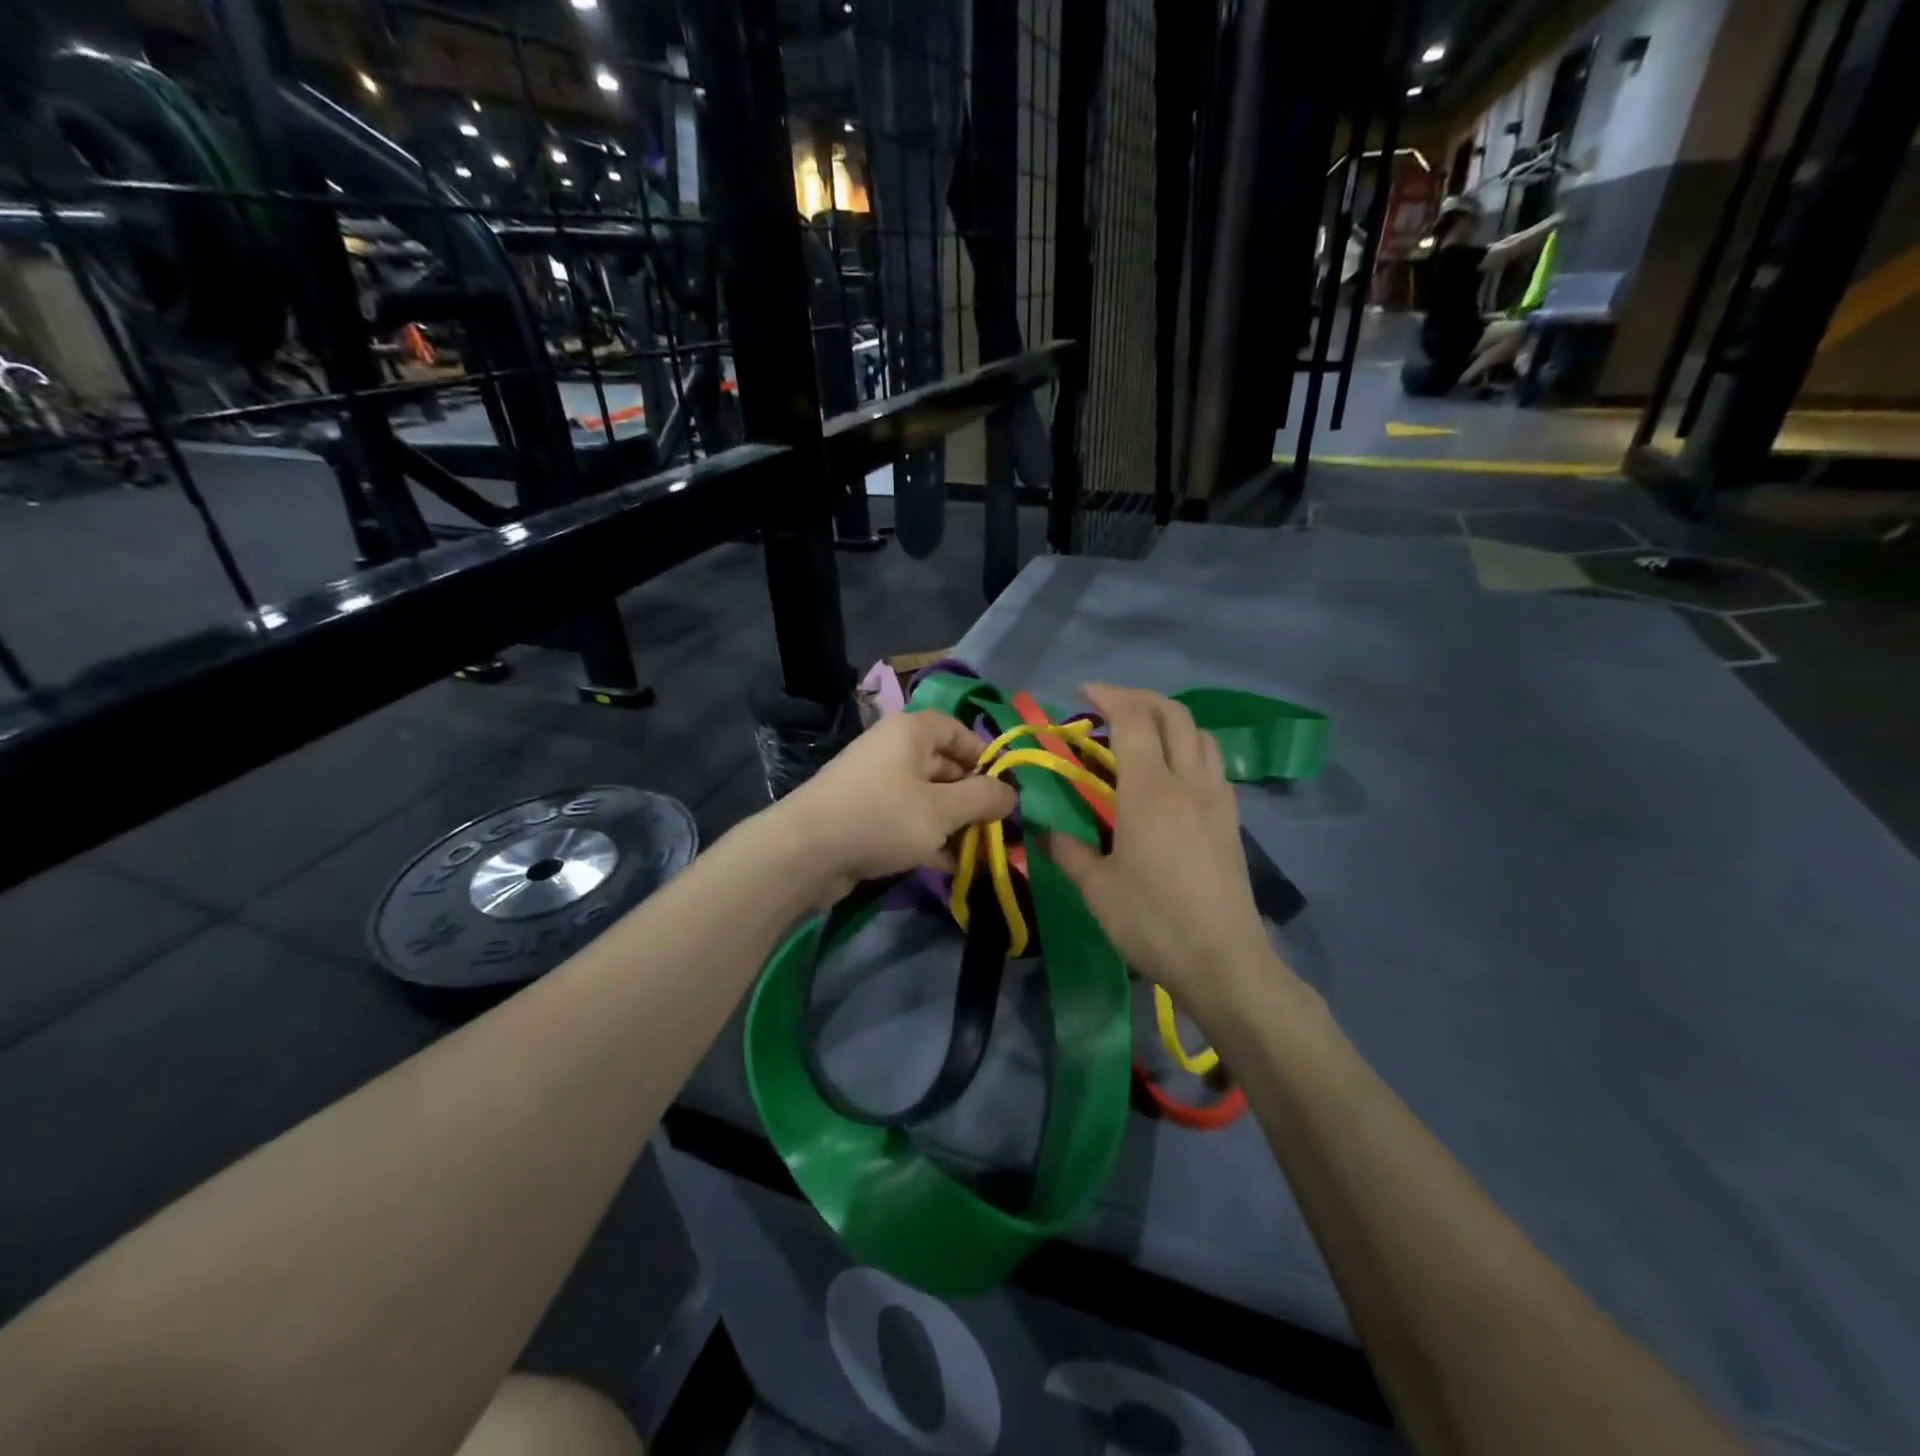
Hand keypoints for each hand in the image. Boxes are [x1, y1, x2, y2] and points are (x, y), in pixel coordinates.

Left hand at [772, 710, 1016, 902]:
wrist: (806, 852)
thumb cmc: (881, 817)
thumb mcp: (942, 809)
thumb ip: (982, 798)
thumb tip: (1011, 793)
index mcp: (911, 732)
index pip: (957, 730)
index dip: (983, 755)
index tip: (1003, 787)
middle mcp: (893, 751)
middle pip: (944, 766)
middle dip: (971, 797)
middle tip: (997, 826)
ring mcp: (876, 784)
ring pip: (927, 798)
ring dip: (953, 823)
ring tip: (979, 851)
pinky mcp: (864, 816)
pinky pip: (906, 820)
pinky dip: (928, 838)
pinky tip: (949, 866)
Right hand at [1049, 685, 1277, 1014]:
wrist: (1224, 962)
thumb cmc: (1153, 922)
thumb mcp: (1097, 889)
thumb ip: (1067, 850)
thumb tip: (1041, 829)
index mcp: (1150, 791)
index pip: (1134, 720)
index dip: (1110, 697)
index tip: (1084, 693)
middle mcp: (1189, 782)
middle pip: (1174, 715)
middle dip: (1141, 698)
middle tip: (1110, 704)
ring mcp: (1217, 799)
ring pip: (1201, 735)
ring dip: (1170, 719)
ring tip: (1142, 732)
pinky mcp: (1231, 820)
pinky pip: (1212, 762)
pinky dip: (1190, 747)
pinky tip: (1172, 773)